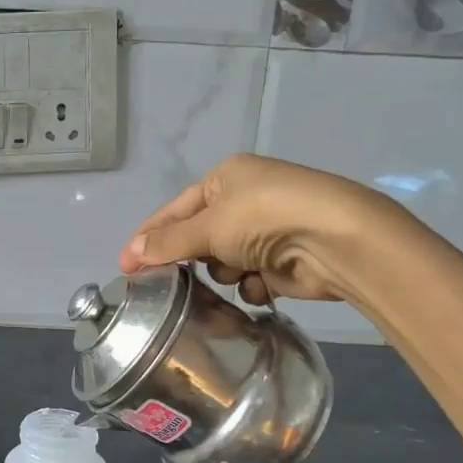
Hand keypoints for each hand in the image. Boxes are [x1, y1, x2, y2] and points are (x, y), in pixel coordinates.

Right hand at [120, 153, 389, 305]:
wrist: (336, 240)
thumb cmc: (265, 218)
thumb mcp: (209, 226)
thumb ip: (169, 242)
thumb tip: (132, 254)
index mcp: (226, 178)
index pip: (174, 209)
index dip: (148, 237)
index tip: (125, 266)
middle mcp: (245, 199)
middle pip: (198, 236)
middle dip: (192, 257)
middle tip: (171, 282)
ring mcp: (266, 230)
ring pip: (222, 260)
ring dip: (224, 271)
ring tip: (235, 272)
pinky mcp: (283, 259)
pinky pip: (249, 276)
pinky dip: (251, 283)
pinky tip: (260, 285)